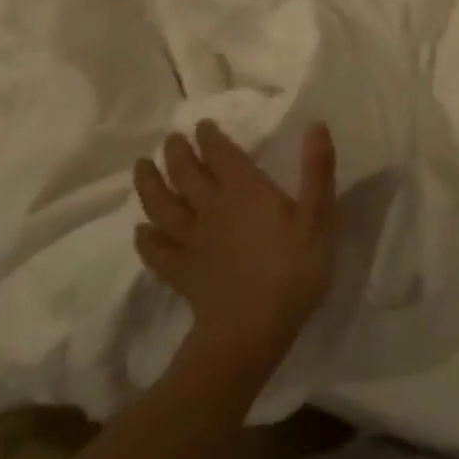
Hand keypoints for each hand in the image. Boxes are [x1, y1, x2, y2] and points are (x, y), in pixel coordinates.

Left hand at [133, 120, 335, 379]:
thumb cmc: (292, 270)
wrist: (250, 333)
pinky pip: (156, 250)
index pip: (222, 155)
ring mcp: (192, 242)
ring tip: (141, 168)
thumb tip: (316, 125)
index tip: (202, 124)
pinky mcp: (181, 272)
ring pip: (162, 207)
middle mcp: (212, 209)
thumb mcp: (318, 217)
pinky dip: (145, 238)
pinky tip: (141, 231)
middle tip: (171, 139)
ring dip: (149, 185)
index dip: (211, 138)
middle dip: (177, 154)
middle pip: (187, 175)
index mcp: (245, 191)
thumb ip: (317, 171)